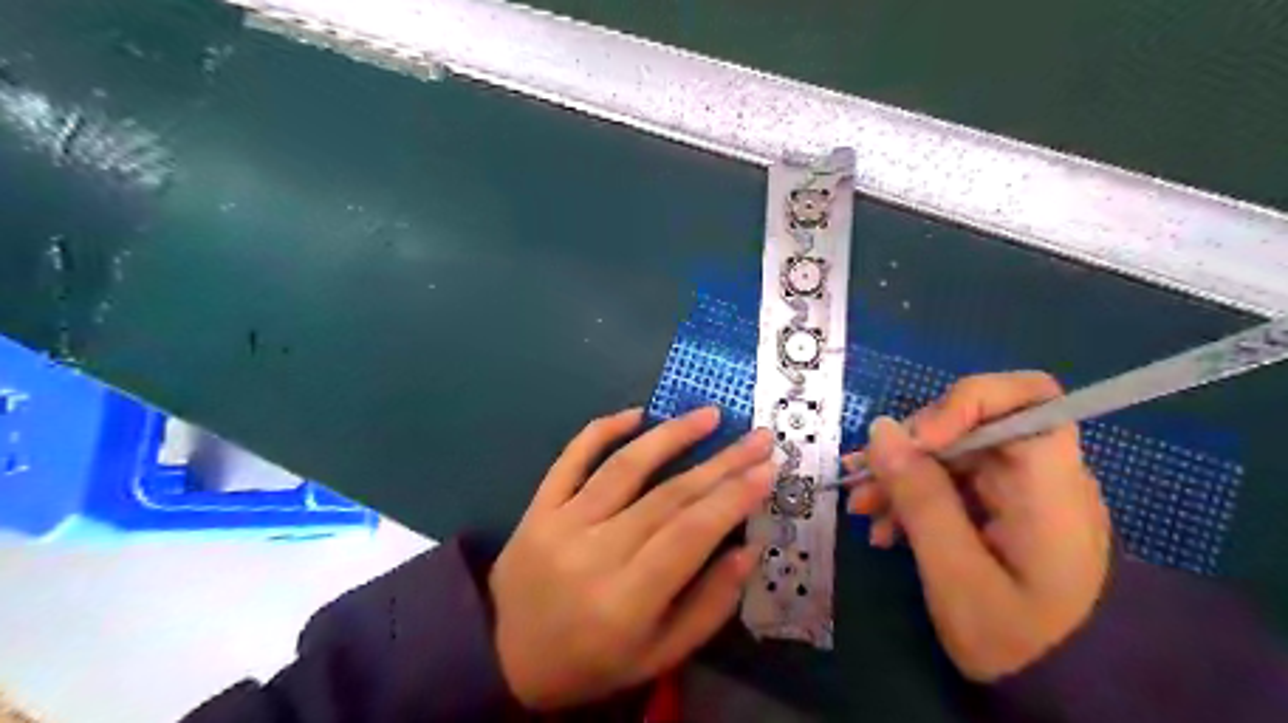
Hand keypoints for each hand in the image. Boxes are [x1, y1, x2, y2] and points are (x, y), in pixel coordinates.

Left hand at [492, 408, 774, 708]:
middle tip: (758, 437)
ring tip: (709, 414)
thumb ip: (709, 605)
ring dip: (671, 435)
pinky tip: (636, 413)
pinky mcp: (537, 508)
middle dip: (721, 462)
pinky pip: (570, 459)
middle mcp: (594, 554)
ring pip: (625, 467)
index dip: (733, 497)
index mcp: (626, 601)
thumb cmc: (592, 663)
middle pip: (668, 495)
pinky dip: (602, 430)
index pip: (691, 534)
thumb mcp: (659, 655)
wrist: (504, 660)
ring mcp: (560, 524)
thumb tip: (749, 549)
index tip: (767, 468)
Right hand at [853, 373, 1111, 683]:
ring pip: (953, 455)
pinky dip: (915, 497)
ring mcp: (1020, 492)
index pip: (1025, 397)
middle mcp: (1040, 475)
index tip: (915, 441)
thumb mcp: (957, 574)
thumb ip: (920, 497)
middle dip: (910, 449)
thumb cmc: (1019, 643)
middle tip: (861, 486)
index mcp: (1049, 484)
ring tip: (862, 510)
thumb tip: (881, 429)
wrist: (1068, 695)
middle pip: (971, 426)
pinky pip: (952, 484)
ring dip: (902, 475)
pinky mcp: (1002, 510)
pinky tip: (884, 527)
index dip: (965, 402)